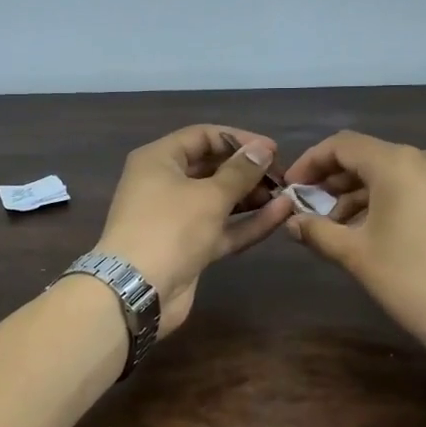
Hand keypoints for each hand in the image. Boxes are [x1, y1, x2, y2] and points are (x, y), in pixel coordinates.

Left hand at [96, 125, 293, 336]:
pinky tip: (280, 214)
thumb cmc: (170, 228)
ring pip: (219, 200)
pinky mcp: (189, 247)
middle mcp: (165, 184)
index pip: (202, 136)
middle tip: (283, 175)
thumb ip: (240, 172)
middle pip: (211, 168)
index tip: (272, 150)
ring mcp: (177, 218)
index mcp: (159, 160)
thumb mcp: (209, 195)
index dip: (238, 139)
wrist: (138, 290)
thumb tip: (262, 149)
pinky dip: (248, 222)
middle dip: (247, 170)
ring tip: (287, 194)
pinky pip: (222, 228)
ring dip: (251, 197)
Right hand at [282, 132, 425, 368]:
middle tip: (308, 210)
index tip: (290, 187)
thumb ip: (317, 231)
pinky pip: (413, 186)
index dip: (310, 163)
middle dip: (333, 181)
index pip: (341, 145)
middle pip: (367, 157)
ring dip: (358, 194)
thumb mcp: (356, 255)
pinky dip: (385, 201)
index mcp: (398, 162)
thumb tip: (292, 221)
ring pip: (390, 173)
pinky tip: (367, 230)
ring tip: (334, 227)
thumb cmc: (412, 279)